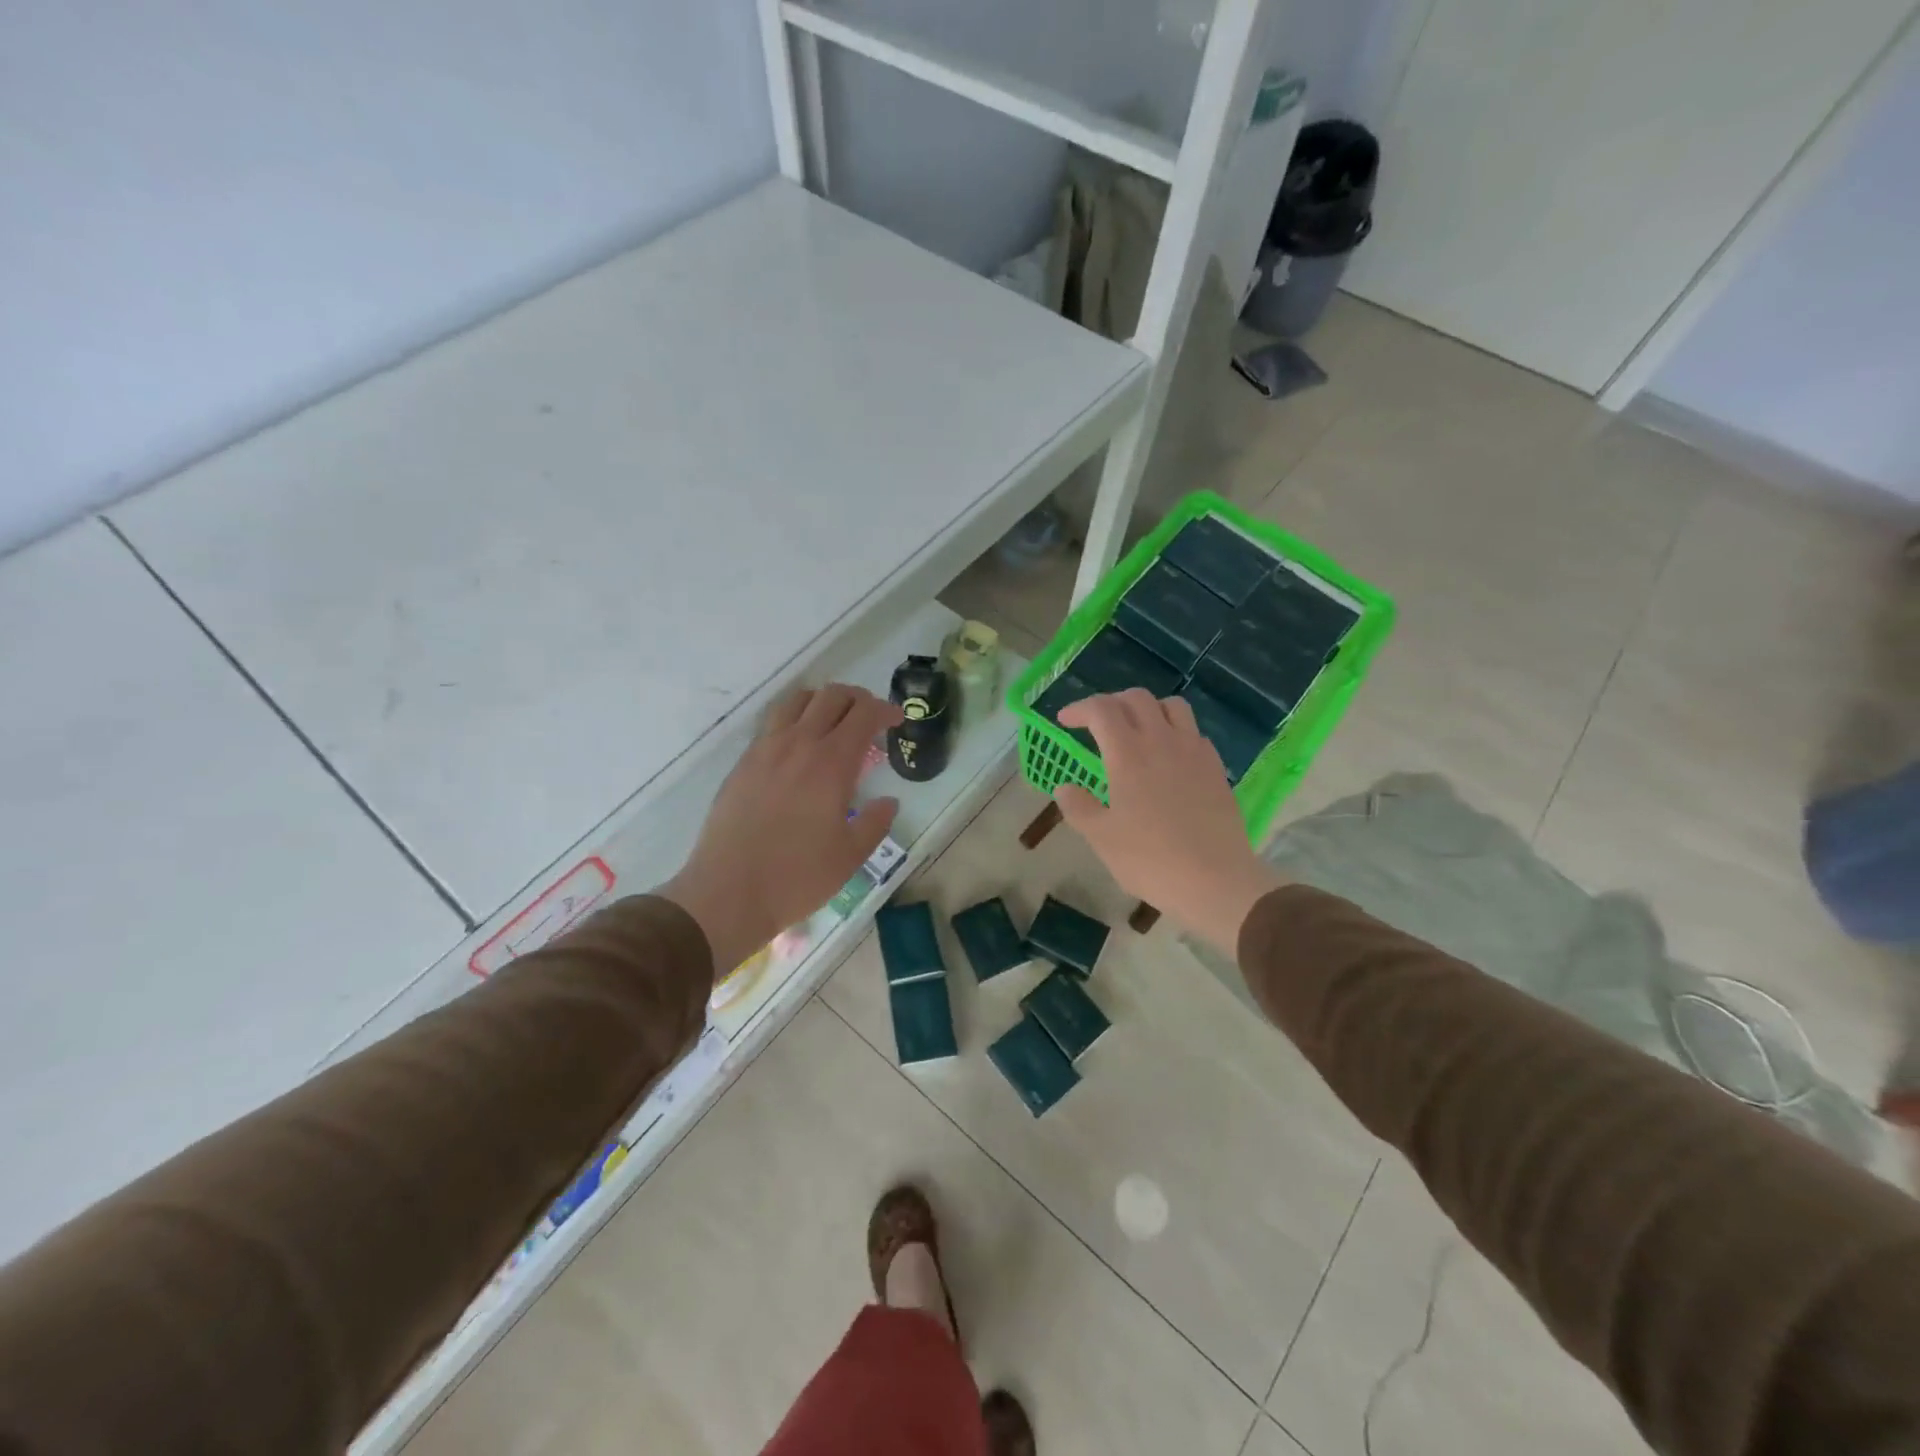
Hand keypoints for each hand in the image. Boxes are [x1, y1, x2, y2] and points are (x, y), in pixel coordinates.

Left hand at [662, 684, 902, 977]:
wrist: (728, 893)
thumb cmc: (797, 877)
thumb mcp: (851, 856)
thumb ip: (875, 822)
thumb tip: (888, 802)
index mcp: (831, 763)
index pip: (863, 714)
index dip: (885, 710)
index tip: (897, 721)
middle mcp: (798, 744)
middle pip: (832, 696)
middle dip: (858, 699)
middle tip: (870, 720)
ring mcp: (765, 750)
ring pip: (797, 700)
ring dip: (822, 701)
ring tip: (833, 723)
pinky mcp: (743, 763)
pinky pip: (773, 723)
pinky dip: (794, 719)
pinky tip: (799, 749)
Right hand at [1054, 690, 1284, 955]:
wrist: (1215, 880)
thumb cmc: (1151, 859)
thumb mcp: (1101, 838)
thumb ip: (1078, 807)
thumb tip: (1065, 788)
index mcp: (1128, 754)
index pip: (1102, 709)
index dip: (1080, 708)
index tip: (1065, 721)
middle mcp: (1162, 741)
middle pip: (1137, 699)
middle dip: (1112, 703)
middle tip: (1097, 725)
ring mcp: (1194, 752)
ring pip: (1172, 707)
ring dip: (1148, 709)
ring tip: (1136, 731)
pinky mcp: (1216, 768)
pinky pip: (1194, 733)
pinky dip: (1175, 732)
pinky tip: (1169, 758)